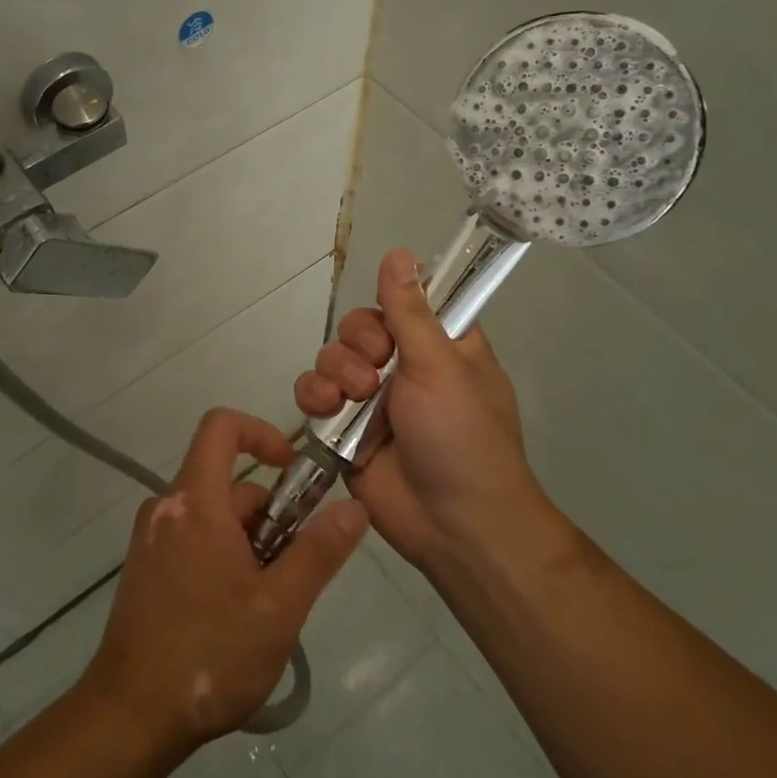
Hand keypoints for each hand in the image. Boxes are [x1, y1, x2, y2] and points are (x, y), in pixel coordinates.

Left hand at [82, 409, 366, 751]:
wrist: (129, 717)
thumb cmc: (209, 654)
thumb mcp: (280, 606)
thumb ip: (319, 551)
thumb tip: (354, 507)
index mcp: (195, 500)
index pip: (222, 426)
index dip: (261, 433)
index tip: (292, 470)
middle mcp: (167, 507)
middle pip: (227, 482)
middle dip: (268, 514)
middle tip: (291, 571)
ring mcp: (151, 538)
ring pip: (214, 515)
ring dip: (249, 542)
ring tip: (267, 602)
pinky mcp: (145, 568)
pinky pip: (193, 538)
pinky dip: (223, 556)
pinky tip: (236, 613)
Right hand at [294, 248, 551, 570]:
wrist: (453, 526)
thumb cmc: (462, 437)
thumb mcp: (441, 366)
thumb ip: (410, 311)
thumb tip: (399, 251)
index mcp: (441, 344)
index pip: (406, 300)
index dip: (391, 302)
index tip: (391, 317)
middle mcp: (405, 365)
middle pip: (360, 326)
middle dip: (359, 343)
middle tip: (377, 370)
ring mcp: (372, 398)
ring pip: (332, 356)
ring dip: (336, 371)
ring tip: (354, 398)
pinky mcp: (343, 428)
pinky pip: (314, 394)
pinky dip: (313, 396)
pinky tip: (326, 409)